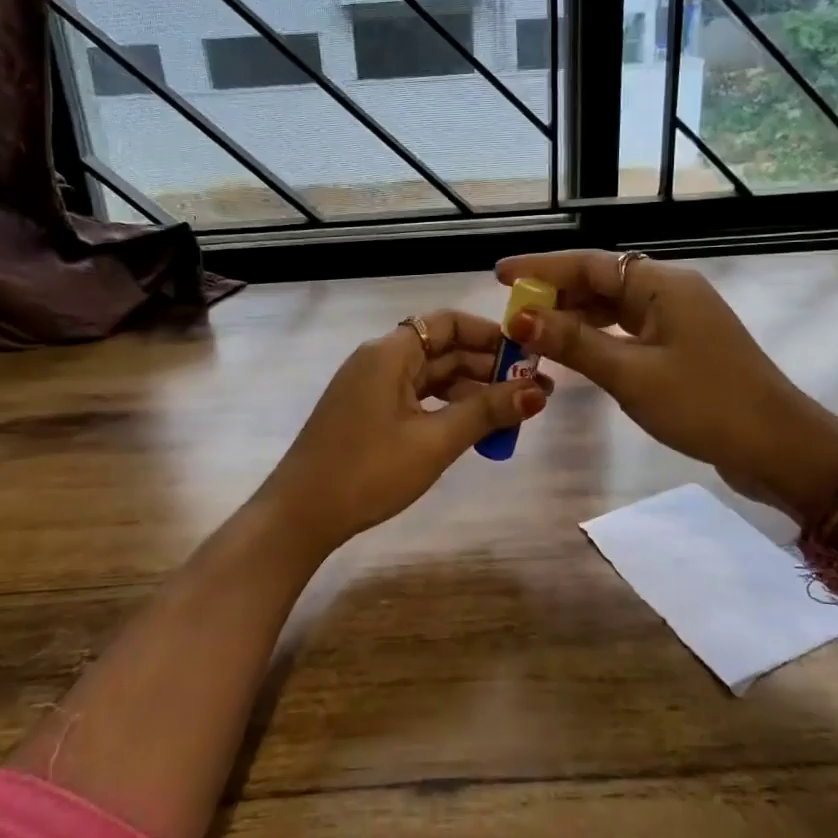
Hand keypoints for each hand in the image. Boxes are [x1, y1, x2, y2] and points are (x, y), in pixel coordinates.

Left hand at [258, 310, 549, 553]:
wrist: (301, 514)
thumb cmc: (368, 471)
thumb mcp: (434, 442)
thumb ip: (486, 412)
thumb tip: (537, 391)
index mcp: (390, 352)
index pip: (448, 323)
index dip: (490, 334)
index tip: (528, 355)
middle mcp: (379, 360)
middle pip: (442, 349)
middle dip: (489, 367)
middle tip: (535, 390)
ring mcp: (371, 387)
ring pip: (432, 377)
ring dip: (471, 391)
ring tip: (515, 414)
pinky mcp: (368, 412)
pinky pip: (416, 398)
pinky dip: (447, 408)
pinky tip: (475, 429)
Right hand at [494, 250, 837, 517]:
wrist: (778, 448)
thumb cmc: (704, 405)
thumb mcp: (631, 375)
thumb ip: (574, 344)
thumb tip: (519, 319)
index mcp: (662, 285)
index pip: (590, 264)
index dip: (541, 269)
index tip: (500, 276)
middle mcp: (670, 292)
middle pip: (601, 283)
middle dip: (555, 297)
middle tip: (511, 318)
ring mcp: (679, 320)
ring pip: (614, 309)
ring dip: (574, 321)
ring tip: (532, 338)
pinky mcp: (683, 347)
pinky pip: (628, 332)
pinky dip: (598, 340)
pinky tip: (573, 355)